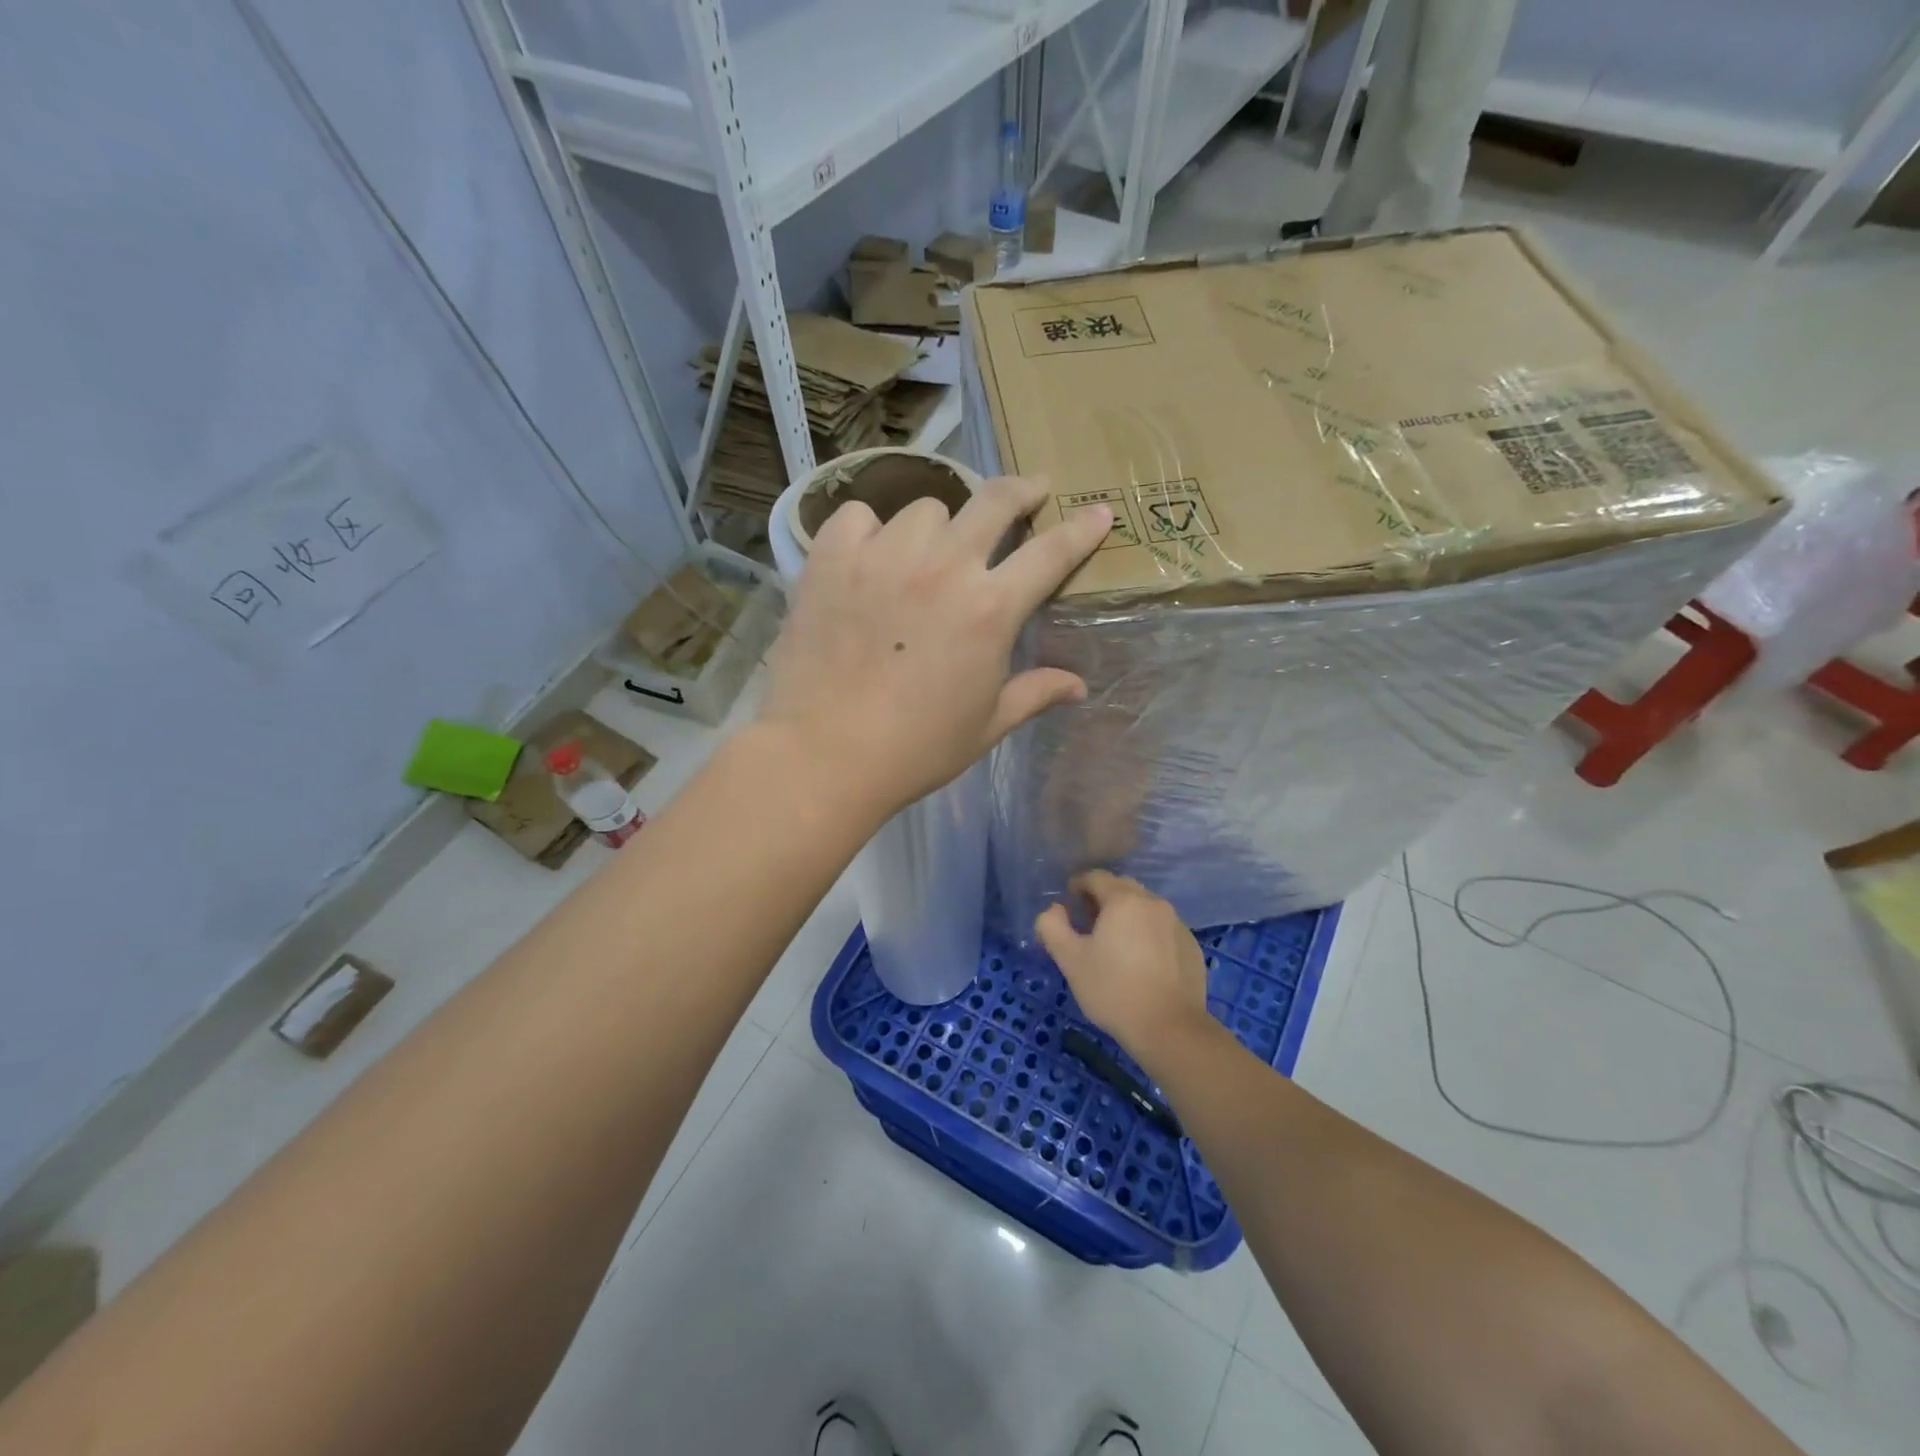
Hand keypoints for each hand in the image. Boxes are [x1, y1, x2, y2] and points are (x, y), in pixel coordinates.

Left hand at [757, 474, 1109, 820]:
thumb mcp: (986, 725)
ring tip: (926, 556)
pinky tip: (867, 558)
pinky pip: (859, 516)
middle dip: (1022, 490)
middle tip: (1030, 492)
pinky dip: (869, 531)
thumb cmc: (916, 748)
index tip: (1098, 513)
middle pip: (994, 501)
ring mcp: (884, 556)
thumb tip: (1079, 686)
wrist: (824, 754)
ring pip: (925, 508)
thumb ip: (1034, 693)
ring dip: (937, 528)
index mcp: (990, 609)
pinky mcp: (831, 559)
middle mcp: (943, 567)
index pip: (1051, 554)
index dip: (1081, 531)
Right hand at [1035, 871, 1211, 1069]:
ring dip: (1127, 917)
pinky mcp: (1191, 946)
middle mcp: (1154, 902)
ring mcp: (1177, 924)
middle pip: (1122, 889)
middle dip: (1102, 900)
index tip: (1068, 906)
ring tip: (1114, 946)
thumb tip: (1055, 910)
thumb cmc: (1113, 990)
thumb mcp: (1070, 959)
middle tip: (1088, 926)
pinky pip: (1162, 929)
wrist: (1169, 1029)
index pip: (1095, 877)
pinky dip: (1148, 936)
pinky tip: (1141, 964)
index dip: (1077, 886)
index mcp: (1123, 900)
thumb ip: (1052, 926)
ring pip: (1145, 909)